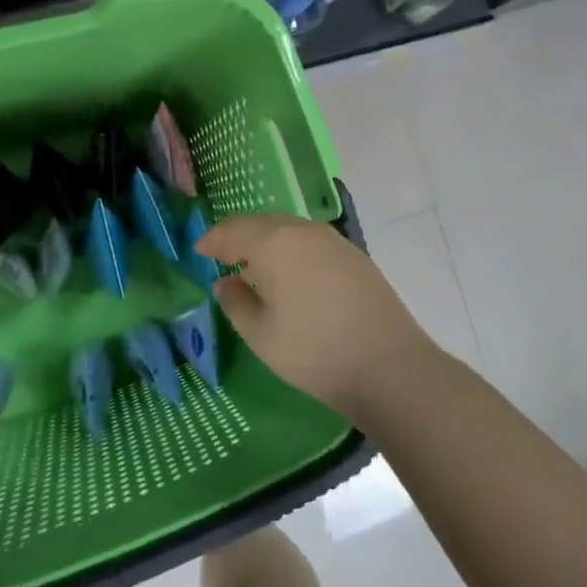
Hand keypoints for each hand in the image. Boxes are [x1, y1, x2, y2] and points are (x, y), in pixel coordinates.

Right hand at [196, 213, 441, 417]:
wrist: (388, 364)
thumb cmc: (313, 351)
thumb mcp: (260, 334)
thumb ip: (236, 302)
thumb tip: (226, 282)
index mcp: (273, 243)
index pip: (232, 231)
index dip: (212, 240)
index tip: (198, 250)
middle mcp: (302, 231)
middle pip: (261, 222)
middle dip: (238, 234)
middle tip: (222, 252)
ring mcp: (333, 240)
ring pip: (288, 228)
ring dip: (265, 239)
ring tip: (253, 262)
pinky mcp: (354, 255)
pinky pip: (310, 240)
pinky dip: (290, 247)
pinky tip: (290, 272)